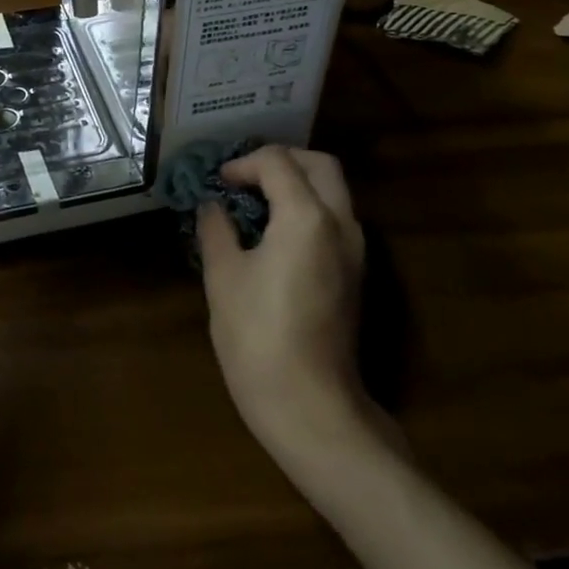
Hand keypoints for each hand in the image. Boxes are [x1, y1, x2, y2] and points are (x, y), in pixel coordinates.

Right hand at [198, 147, 372, 456]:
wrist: (312, 409)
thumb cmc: (259, 337)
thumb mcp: (223, 276)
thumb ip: (216, 229)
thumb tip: (212, 205)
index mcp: (306, 216)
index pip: (277, 162)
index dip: (243, 163)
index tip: (218, 182)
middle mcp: (340, 223)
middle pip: (320, 164)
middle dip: (282, 160)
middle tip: (246, 176)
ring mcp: (355, 251)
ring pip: (334, 190)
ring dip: (298, 182)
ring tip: (257, 201)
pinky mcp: (355, 275)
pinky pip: (335, 219)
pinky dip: (309, 207)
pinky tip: (275, 232)